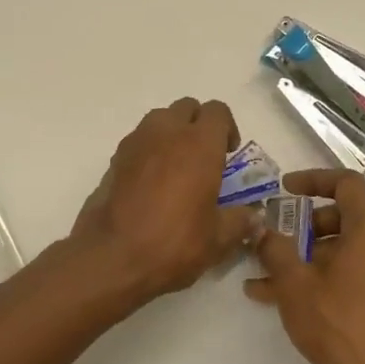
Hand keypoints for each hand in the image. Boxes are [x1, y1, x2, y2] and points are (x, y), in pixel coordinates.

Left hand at [70, 98, 259, 306]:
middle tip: (204, 158)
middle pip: (187, 107)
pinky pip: (139, 139)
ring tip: (177, 167)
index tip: (228, 155)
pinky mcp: (115, 157)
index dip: (227, 128)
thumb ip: (240, 221)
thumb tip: (253, 217)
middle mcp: (167, 133)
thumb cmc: (173, 243)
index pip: (217, 111)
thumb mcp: (218, 240)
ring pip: (160, 119)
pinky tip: (151, 182)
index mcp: (199, 145)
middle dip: (198, 125)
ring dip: (172, 133)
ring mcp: (136, 142)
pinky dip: (150, 149)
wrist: (111, 256)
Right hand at [245, 169, 364, 363]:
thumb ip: (275, 248)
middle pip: (347, 217)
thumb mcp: (294, 284)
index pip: (347, 183)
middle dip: (307, 227)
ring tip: (272, 281)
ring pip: (351, 249)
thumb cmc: (338, 326)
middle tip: (279, 243)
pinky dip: (332, 276)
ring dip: (313, 257)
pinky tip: (297, 301)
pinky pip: (362, 272)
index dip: (313, 180)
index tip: (286, 190)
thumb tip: (263, 229)